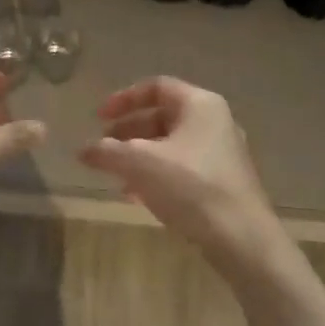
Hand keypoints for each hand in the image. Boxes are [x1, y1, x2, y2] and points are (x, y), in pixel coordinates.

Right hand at [79, 77, 283, 264]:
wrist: (241, 238)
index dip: (123, 99)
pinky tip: (138, 196)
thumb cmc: (190, 187)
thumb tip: (83, 150)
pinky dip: (157, 174)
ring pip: (171, 145)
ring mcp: (223, 153)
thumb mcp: (140, 163)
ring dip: (140, 156)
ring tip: (116, 176)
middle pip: (163, 116)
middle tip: (104, 149)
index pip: (156, 87)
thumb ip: (107, 152)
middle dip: (128, 131)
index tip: (99, 118)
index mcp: (200, 104)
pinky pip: (183, 167)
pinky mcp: (224, 182)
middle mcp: (215, 122)